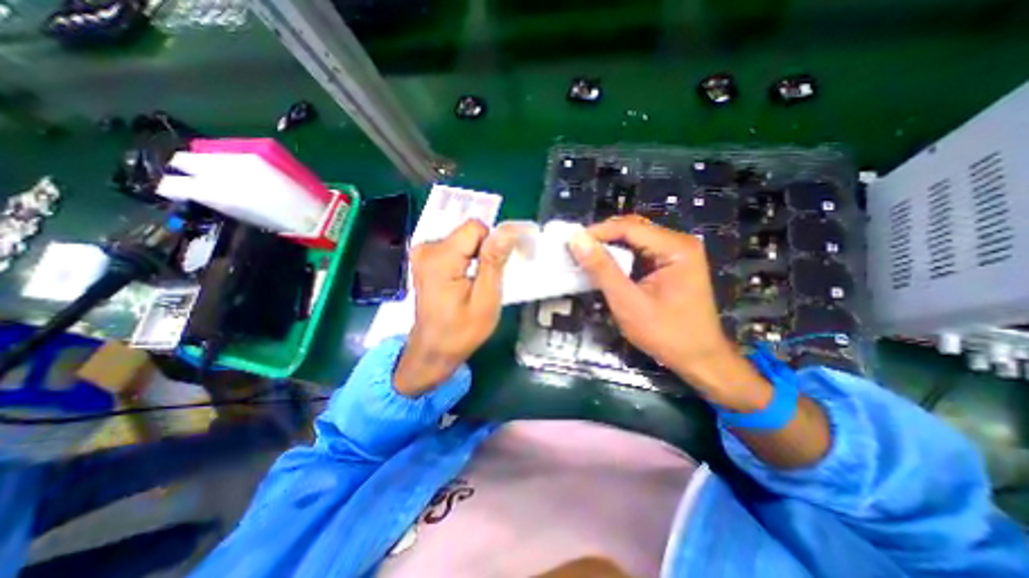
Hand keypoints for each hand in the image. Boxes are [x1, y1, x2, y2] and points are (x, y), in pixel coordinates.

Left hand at [394, 221, 518, 396]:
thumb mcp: (486, 299)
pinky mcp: (424, 258)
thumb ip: (495, 261)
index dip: (492, 245)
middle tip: (486, 280)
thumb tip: (507, 230)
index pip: (475, 228)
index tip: (496, 267)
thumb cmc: (461, 330)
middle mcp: (426, 248)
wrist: (433, 349)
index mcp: (441, 258)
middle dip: (484, 252)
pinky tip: (464, 280)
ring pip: (464, 239)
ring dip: (475, 257)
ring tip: (474, 283)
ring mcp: (422, 253)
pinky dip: (465, 260)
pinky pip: (454, 247)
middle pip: (469, 233)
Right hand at [571, 217, 770, 410]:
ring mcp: (676, 254)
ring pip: (635, 240)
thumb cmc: (665, 333)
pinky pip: (640, 253)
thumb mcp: (627, 302)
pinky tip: (605, 267)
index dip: (597, 232)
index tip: (571, 243)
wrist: (699, 358)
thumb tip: (577, 240)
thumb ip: (602, 269)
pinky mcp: (671, 265)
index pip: (629, 227)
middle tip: (576, 250)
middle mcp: (678, 243)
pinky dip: (620, 258)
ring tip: (586, 257)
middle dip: (603, 238)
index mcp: (675, 248)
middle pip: (633, 229)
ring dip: (610, 248)